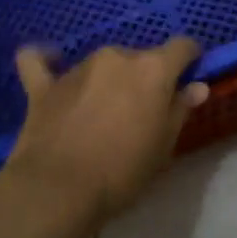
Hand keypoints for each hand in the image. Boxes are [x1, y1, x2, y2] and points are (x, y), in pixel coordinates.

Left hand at [0, 38, 208, 230]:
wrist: (59, 191)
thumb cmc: (122, 172)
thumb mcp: (164, 147)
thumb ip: (180, 109)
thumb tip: (197, 85)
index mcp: (152, 69)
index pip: (182, 46)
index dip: (189, 59)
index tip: (187, 78)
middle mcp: (117, 57)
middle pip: (140, 58)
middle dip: (144, 78)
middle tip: (141, 113)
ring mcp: (78, 68)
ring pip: (102, 64)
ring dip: (107, 79)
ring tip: (101, 113)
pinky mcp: (44, 85)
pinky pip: (40, 61)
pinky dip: (46, 60)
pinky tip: (51, 63)